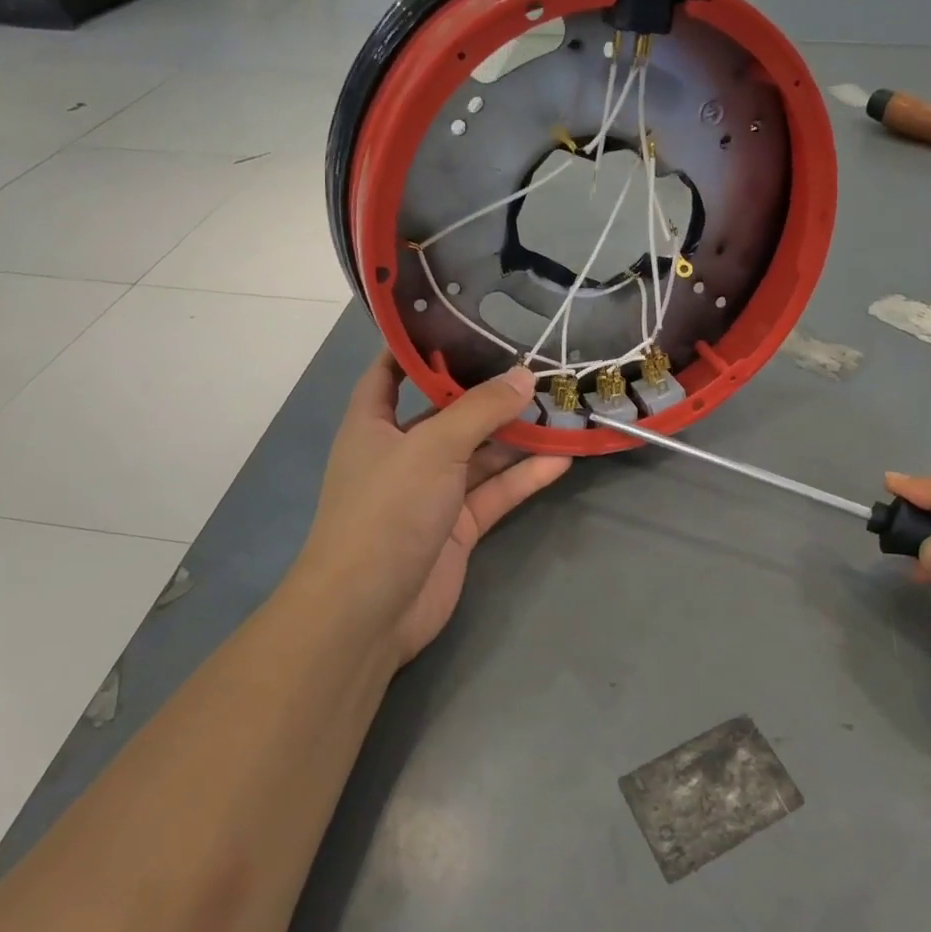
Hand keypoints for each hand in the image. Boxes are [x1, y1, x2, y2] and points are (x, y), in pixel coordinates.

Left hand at [298, 354, 570, 666]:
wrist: (369, 611)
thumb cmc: (386, 511)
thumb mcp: (432, 448)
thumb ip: (480, 410)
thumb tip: (523, 376)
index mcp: (374, 423)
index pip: (392, 371)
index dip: (420, 345)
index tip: (464, 320)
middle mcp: (403, 452)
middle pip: (450, 412)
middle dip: (489, 392)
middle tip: (537, 365)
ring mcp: (432, 491)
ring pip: (481, 454)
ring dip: (517, 436)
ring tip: (562, 408)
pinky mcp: (458, 526)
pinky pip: (496, 492)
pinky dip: (525, 477)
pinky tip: (562, 458)